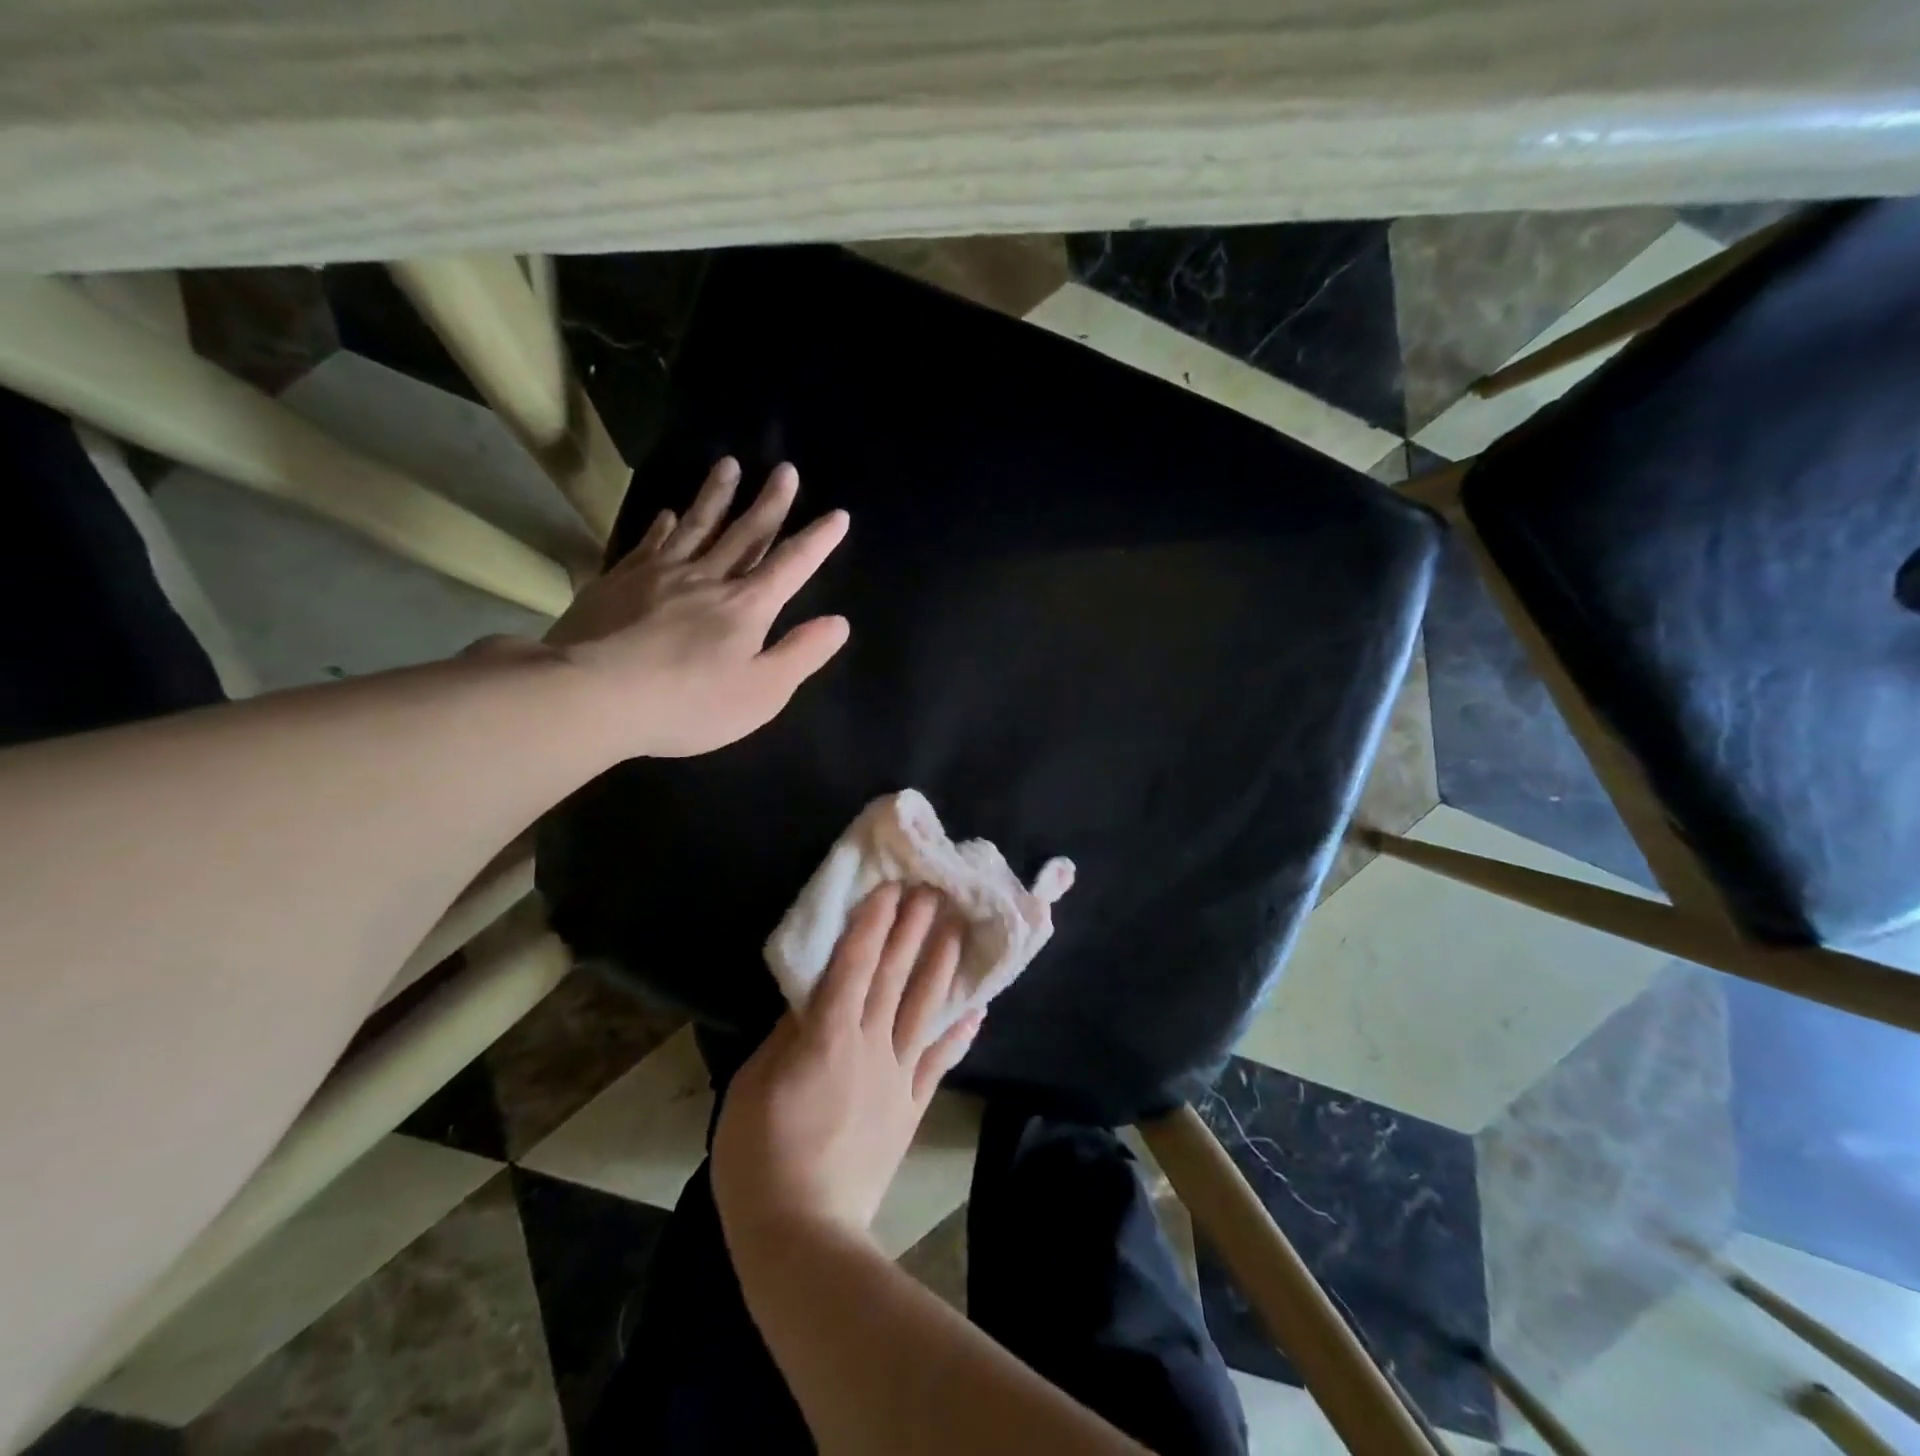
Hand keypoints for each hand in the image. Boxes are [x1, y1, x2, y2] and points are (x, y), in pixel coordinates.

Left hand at [545, 457, 849, 757]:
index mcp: (747, 606)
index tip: (838, 514)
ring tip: (728, 465)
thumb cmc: (689, 703)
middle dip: (770, 503)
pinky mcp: (620, 580)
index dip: (817, 541)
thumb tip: (839, 622)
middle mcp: (708, 578)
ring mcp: (660, 574)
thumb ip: (801, 654)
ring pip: (697, 526)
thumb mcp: (762, 693)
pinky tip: (668, 513)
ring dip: (716, 495)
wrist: (594, 695)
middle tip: (785, 470)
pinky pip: (649, 543)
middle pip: (745, 533)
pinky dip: (663, 525)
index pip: (791, 565)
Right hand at [713, 885, 983, 1247]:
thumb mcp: (753, 1086)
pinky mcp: (911, 1107)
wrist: (804, 1233)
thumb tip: (809, 998)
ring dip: (942, 967)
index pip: (854, 965)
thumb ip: (785, 1037)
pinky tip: (977, 1012)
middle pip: (895, 977)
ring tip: (959, 932)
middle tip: (934, 892)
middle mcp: (870, 1044)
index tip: (891, 889)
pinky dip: (959, 1036)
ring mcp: (897, 1076)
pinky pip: (940, 1063)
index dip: (873, 923)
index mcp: (827, 1035)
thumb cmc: (760, 1156)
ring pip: (924, 1009)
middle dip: (913, 930)